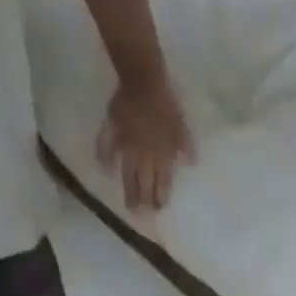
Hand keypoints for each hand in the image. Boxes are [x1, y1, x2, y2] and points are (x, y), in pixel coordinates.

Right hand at [95, 74, 194, 210]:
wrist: (143, 78)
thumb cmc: (166, 104)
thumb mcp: (182, 127)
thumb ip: (185, 147)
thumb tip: (190, 164)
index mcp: (162, 158)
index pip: (162, 185)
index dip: (160, 198)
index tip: (158, 210)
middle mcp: (144, 157)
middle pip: (144, 184)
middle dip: (144, 202)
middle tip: (142, 216)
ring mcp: (127, 146)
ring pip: (127, 174)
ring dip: (128, 191)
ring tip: (128, 207)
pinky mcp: (112, 130)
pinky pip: (105, 147)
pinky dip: (104, 158)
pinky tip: (104, 169)